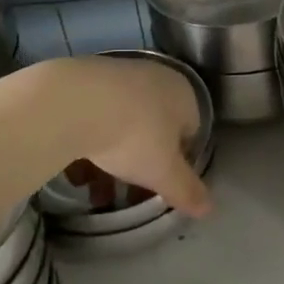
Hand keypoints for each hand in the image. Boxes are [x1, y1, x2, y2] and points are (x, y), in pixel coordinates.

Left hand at [66, 56, 211, 216]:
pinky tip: (75, 172)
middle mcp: (156, 78)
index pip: (190, 133)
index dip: (178, 165)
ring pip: (123, 124)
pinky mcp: (86, 78)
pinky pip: (95, 117)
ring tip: (95, 193)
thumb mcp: (164, 172)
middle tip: (127, 196)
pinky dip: (90, 142)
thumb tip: (209, 208)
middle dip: (141, 165)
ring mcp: (120, 74)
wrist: (73, 102)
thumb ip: (186, 190)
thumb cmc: (134, 136)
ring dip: (112, 160)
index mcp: (184, 95)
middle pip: (154, 129)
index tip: (160, 187)